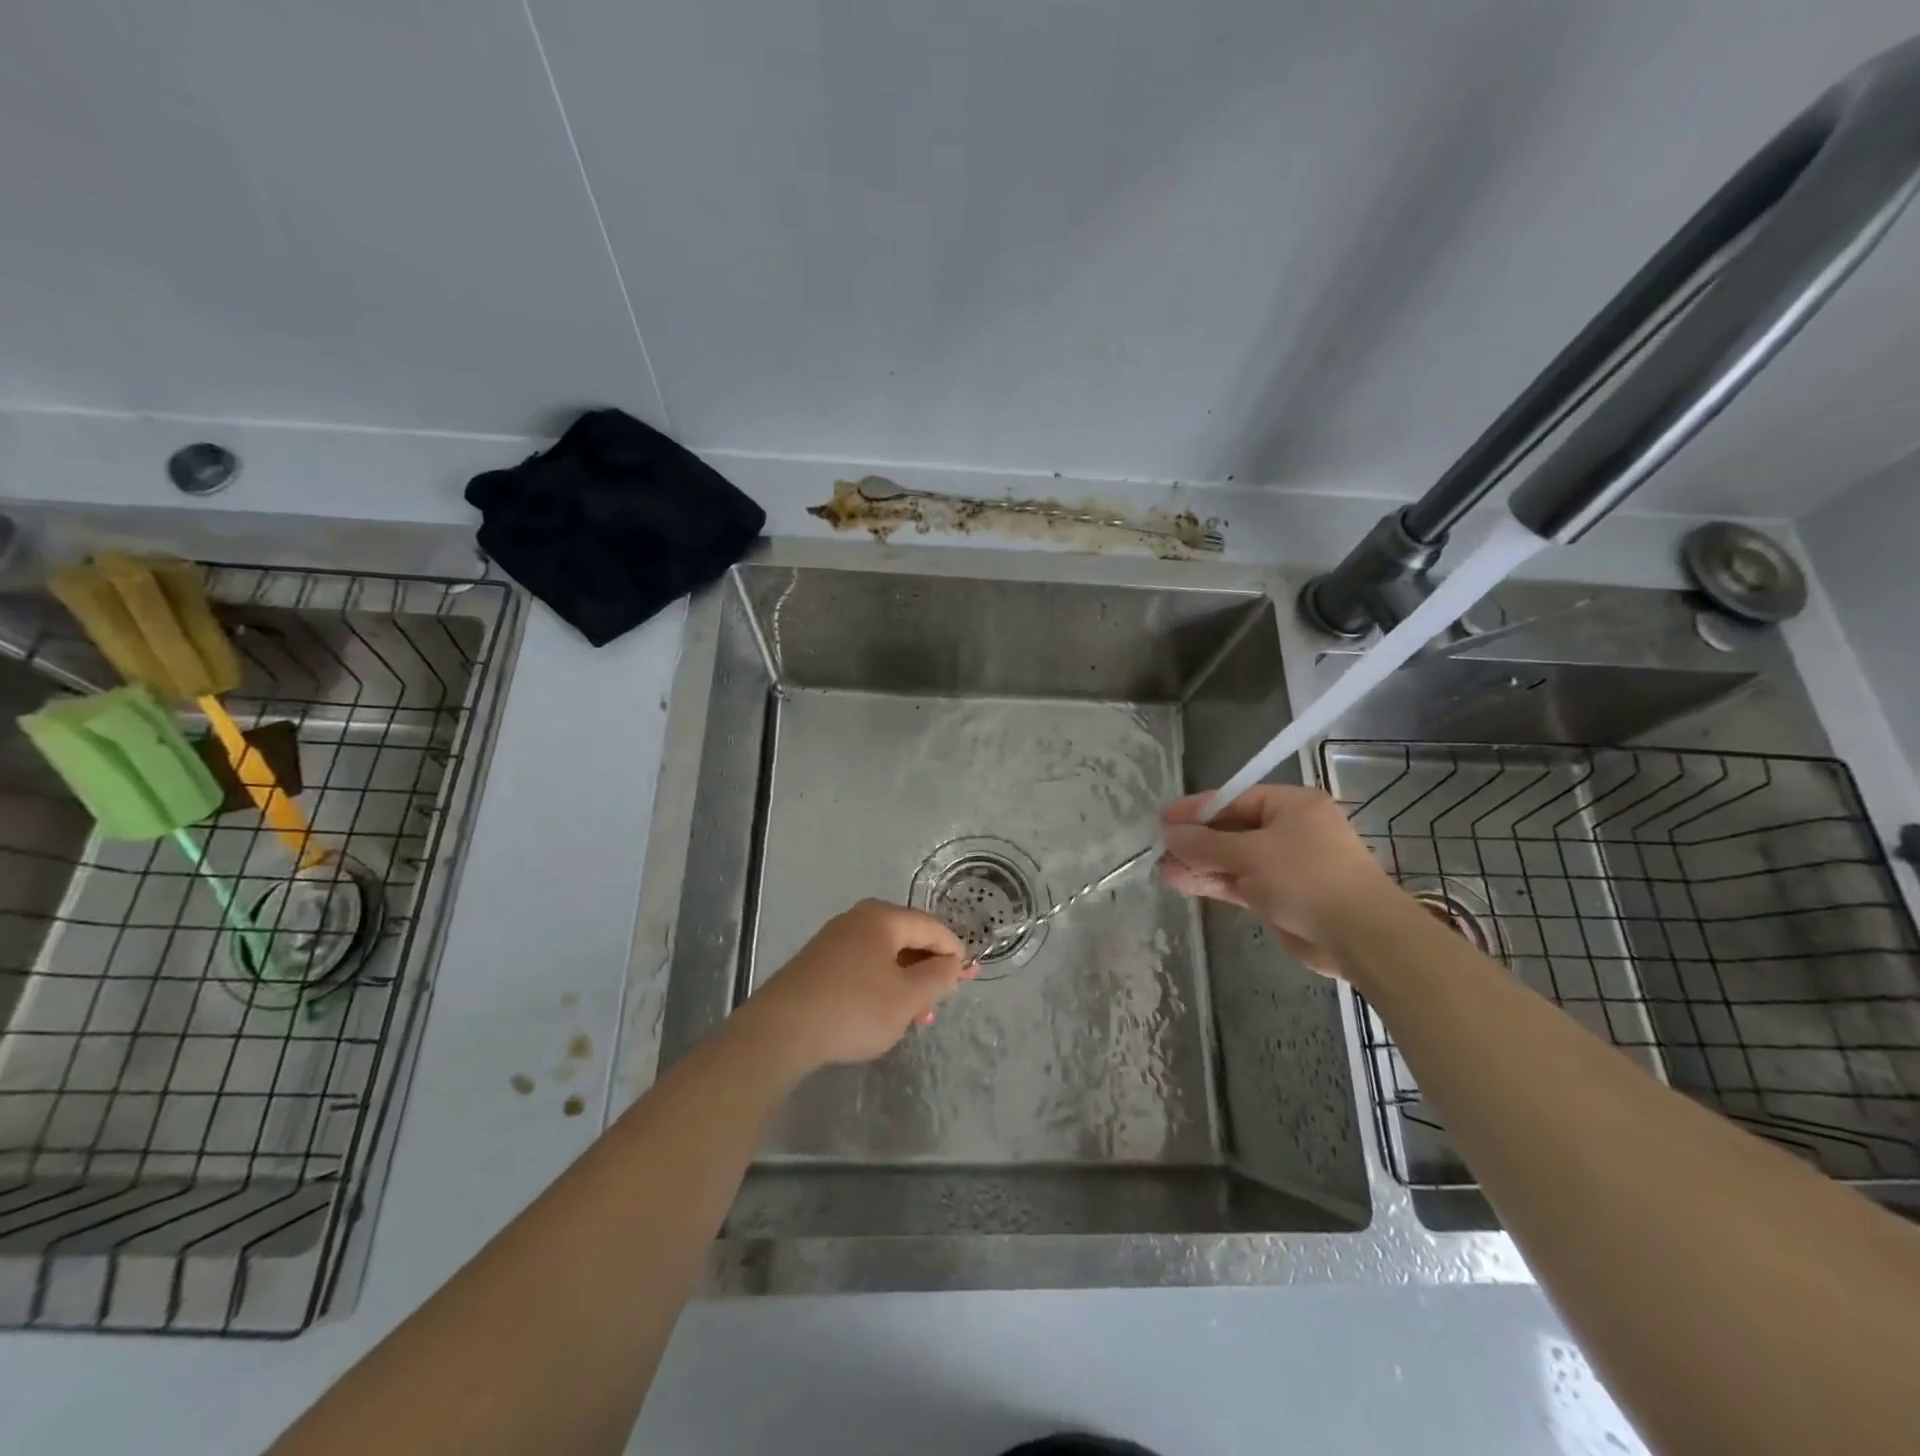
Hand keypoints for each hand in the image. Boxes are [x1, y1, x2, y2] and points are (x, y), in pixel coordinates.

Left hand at [729, 900, 971, 1074]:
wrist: (780, 1030)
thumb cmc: (854, 1008)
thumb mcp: (907, 998)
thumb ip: (937, 978)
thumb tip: (952, 963)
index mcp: (882, 918)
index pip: (931, 926)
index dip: (954, 951)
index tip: (970, 977)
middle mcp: (857, 920)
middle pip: (906, 939)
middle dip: (929, 970)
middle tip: (944, 1000)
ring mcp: (834, 941)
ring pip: (884, 957)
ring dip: (906, 984)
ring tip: (918, 1018)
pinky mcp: (817, 965)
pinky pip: (863, 968)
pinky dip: (882, 987)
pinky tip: (885, 1015)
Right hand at [1159, 785, 1395, 974]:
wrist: (1360, 935)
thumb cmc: (1307, 877)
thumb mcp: (1250, 854)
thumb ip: (1204, 844)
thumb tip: (1168, 835)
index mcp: (1291, 805)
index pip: (1234, 799)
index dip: (1196, 809)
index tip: (1163, 819)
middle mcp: (1289, 830)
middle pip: (1232, 830)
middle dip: (1195, 841)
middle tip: (1160, 849)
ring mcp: (1285, 865)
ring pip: (1233, 860)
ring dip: (1200, 865)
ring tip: (1163, 871)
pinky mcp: (1281, 896)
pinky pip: (1240, 883)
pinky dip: (1214, 883)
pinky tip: (1182, 884)